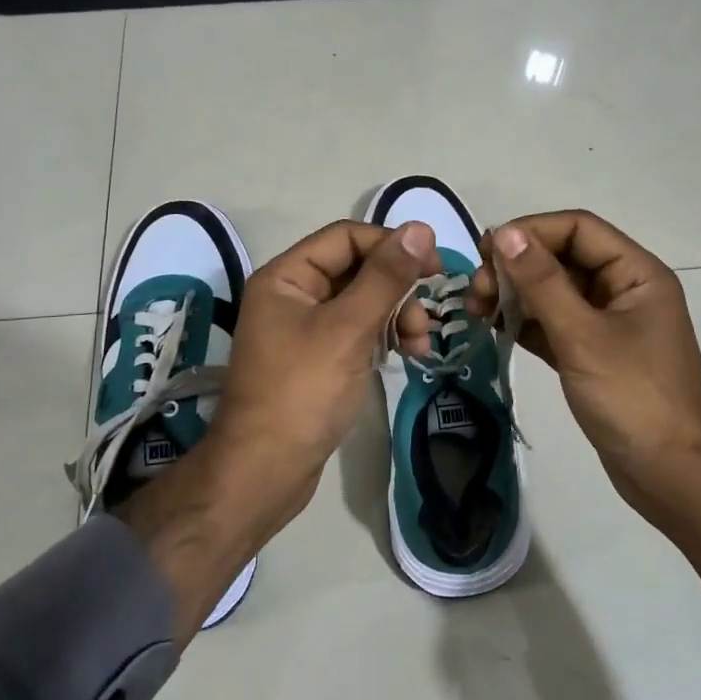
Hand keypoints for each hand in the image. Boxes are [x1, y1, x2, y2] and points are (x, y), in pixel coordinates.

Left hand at [207, 218, 439, 539]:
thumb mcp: (348, 329)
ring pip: (363, 301)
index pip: (347, 237)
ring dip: (398, 314)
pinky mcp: (319, 358)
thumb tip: (421, 228)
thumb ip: (385, 277)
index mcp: (287, 276)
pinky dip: (385, 336)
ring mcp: (305, 328)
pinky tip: (408, 354)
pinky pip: (359, 330)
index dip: (392, 245)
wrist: (265, 471)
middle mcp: (293, 295)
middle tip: (427, 319)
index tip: (435, 267)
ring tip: (421, 344)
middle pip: (358, 269)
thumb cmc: (303, 392)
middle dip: (398, 288)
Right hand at [468, 211, 700, 529]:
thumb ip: (542, 283)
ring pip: (554, 292)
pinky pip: (553, 324)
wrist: (672, 476)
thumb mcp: (583, 336)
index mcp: (636, 273)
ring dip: (515, 295)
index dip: (532, 231)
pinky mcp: (592, 354)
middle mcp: (623, 290)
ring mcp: (607, 324)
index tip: (486, 252)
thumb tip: (505, 233)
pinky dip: (525, 323)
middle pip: (562, 258)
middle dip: (517, 267)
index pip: (578, 228)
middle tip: (476, 291)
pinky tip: (494, 328)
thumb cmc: (634, 398)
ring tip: (476, 310)